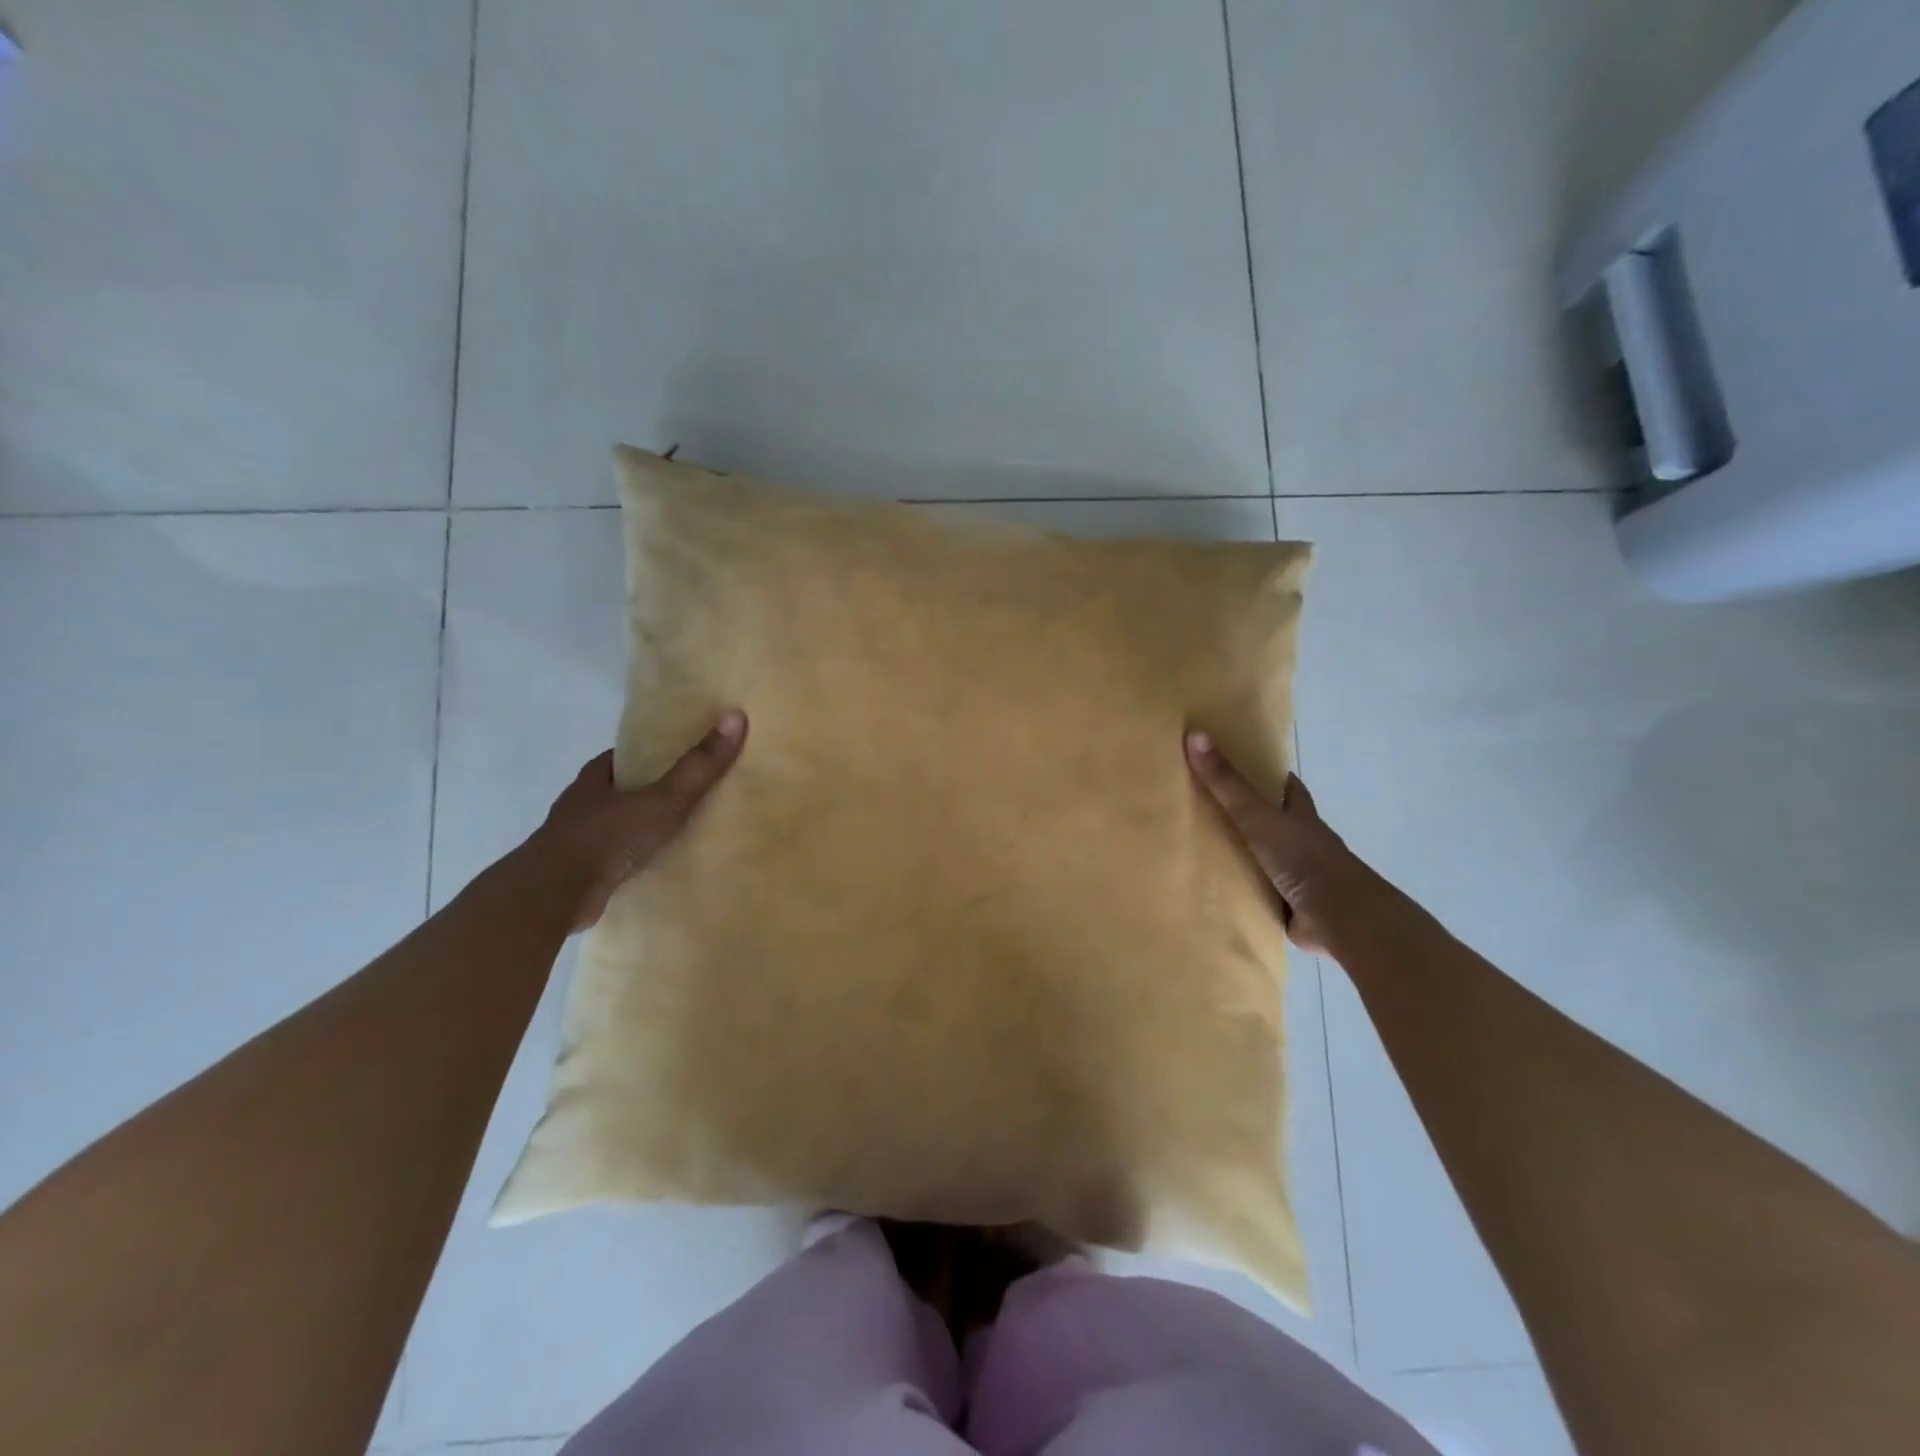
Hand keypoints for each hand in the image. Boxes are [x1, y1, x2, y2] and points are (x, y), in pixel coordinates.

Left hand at [531, 711, 746, 931]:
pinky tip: (653, 869)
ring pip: (612, 827)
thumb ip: (699, 766)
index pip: (621, 758)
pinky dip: (629, 862)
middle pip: (617, 792)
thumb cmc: (608, 837)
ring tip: (676, 834)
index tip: (675, 758)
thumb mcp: (664, 799)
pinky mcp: (576, 875)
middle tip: (685, 796)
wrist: (554, 895)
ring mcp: (574, 842)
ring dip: (636, 829)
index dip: (647, 756)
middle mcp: (580, 806)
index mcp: (594, 779)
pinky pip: (611, 861)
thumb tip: (736, 716)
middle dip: (644, 793)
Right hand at [1185, 730, 1398, 955]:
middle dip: (1251, 816)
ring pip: (1266, 859)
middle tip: (1210, 807)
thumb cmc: (1302, 858)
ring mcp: (1297, 876)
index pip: (1287, 788)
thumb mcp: (1258, 815)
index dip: (1270, 776)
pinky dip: (1243, 890)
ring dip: (1244, 856)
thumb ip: (1226, 782)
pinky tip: (1217, 890)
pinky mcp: (1288, 906)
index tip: (1245, 766)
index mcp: (1301, 816)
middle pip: (1276, 822)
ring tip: (1203, 849)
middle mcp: (1302, 842)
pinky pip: (1259, 892)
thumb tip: (1195, 734)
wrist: (1338, 917)